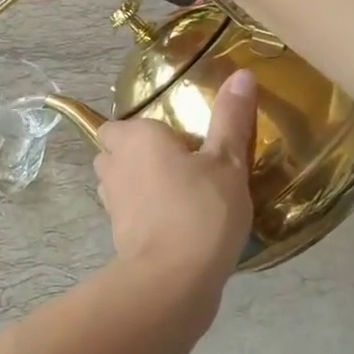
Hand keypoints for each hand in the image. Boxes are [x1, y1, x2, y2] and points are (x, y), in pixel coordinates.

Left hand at [95, 69, 258, 331]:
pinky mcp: (116, 232)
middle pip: (114, 150)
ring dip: (138, 183)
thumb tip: (242, 73)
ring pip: (117, 181)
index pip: (119, 123)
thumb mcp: (227, 162)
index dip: (143, 130)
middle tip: (178, 163)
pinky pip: (127, 210)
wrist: (172, 279)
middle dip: (136, 153)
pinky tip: (174, 220)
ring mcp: (111, 200)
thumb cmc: (200, 210)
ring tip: (178, 191)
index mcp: (134, 137)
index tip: (177, 141)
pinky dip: (143, 211)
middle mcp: (113, 163)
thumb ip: (231, 118)